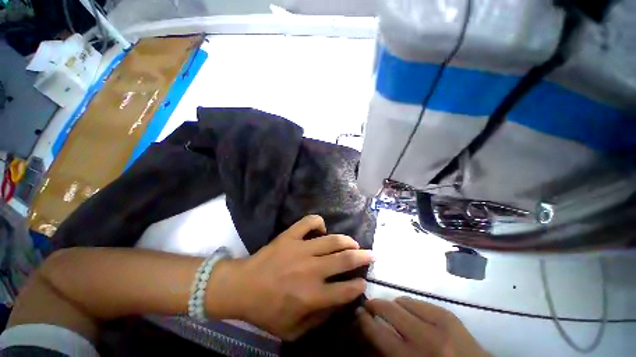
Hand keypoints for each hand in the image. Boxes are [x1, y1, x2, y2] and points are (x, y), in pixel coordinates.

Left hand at [207, 215, 373, 339]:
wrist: (242, 287)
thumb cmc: (266, 311)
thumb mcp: (293, 331)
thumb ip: (319, 320)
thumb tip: (338, 303)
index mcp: (312, 295)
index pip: (346, 290)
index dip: (358, 285)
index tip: (363, 281)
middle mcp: (311, 270)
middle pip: (345, 260)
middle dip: (363, 257)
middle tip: (371, 255)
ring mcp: (301, 249)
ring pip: (332, 240)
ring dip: (347, 241)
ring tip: (354, 243)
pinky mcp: (290, 236)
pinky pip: (309, 222)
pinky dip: (318, 222)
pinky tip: (321, 228)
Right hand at [357, 297, 489, 356]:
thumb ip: (388, 353)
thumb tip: (370, 333)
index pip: (379, 334)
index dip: (365, 320)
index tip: (358, 312)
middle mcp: (425, 339)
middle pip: (390, 310)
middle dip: (375, 305)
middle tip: (368, 305)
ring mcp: (440, 324)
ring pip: (404, 302)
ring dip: (392, 304)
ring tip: (389, 309)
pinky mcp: (450, 315)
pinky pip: (420, 302)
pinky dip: (410, 304)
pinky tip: (408, 310)